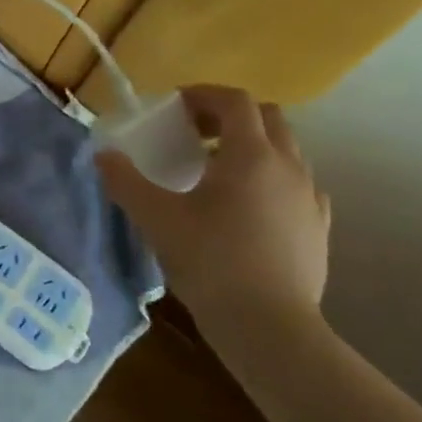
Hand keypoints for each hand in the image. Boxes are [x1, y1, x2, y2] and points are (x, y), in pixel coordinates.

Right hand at [98, 85, 329, 343]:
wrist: (270, 327)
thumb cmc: (210, 261)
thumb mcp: (155, 217)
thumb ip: (125, 180)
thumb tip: (104, 155)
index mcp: (250, 155)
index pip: (234, 101)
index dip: (203, 94)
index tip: (175, 106)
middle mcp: (288, 167)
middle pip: (269, 117)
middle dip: (231, 116)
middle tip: (195, 133)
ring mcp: (310, 198)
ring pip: (287, 150)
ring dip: (253, 146)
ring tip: (217, 170)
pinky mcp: (318, 228)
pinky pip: (297, 184)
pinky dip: (272, 178)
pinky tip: (247, 206)